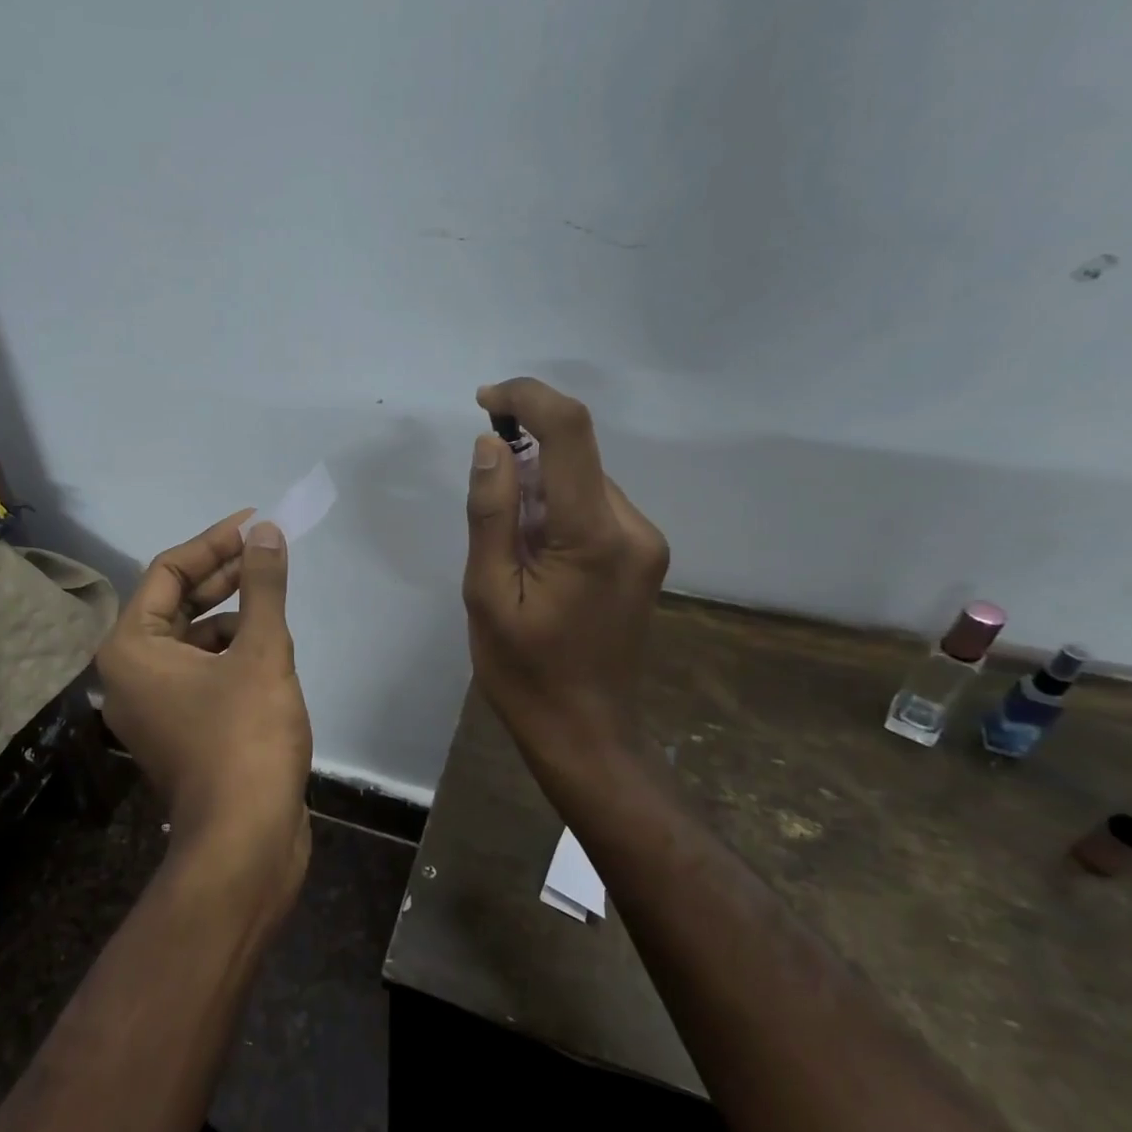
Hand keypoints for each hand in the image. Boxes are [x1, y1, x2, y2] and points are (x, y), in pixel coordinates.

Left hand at [97, 511, 313, 902]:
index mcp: (131, 648)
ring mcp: (154, 705)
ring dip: (232, 615)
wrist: (245, 842)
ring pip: (192, 638)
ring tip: (274, 603)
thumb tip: (267, 532)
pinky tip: (268, 651)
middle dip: (224, 575)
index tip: (255, 524)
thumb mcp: (260, 650)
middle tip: (268, 551)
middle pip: (177, 603)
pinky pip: (202, 670)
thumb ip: (262, 585)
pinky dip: (232, 652)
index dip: (214, 542)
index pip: (168, 572)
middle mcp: (131, 673)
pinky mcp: (180, 728)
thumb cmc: (245, 737)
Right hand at [463, 378, 669, 783]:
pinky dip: (557, 514)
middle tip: (487, 520)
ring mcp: (646, 544)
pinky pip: (593, 510)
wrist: (586, 733)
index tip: (485, 401)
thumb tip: (490, 444)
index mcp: (595, 535)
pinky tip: (538, 564)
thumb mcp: (486, 593)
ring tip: (512, 558)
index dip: (528, 398)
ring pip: (582, 483)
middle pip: (575, 458)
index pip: (571, 431)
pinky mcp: (644, 557)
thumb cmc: (525, 672)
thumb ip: (491, 512)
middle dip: (524, 463)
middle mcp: (634, 528)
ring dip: (539, 494)